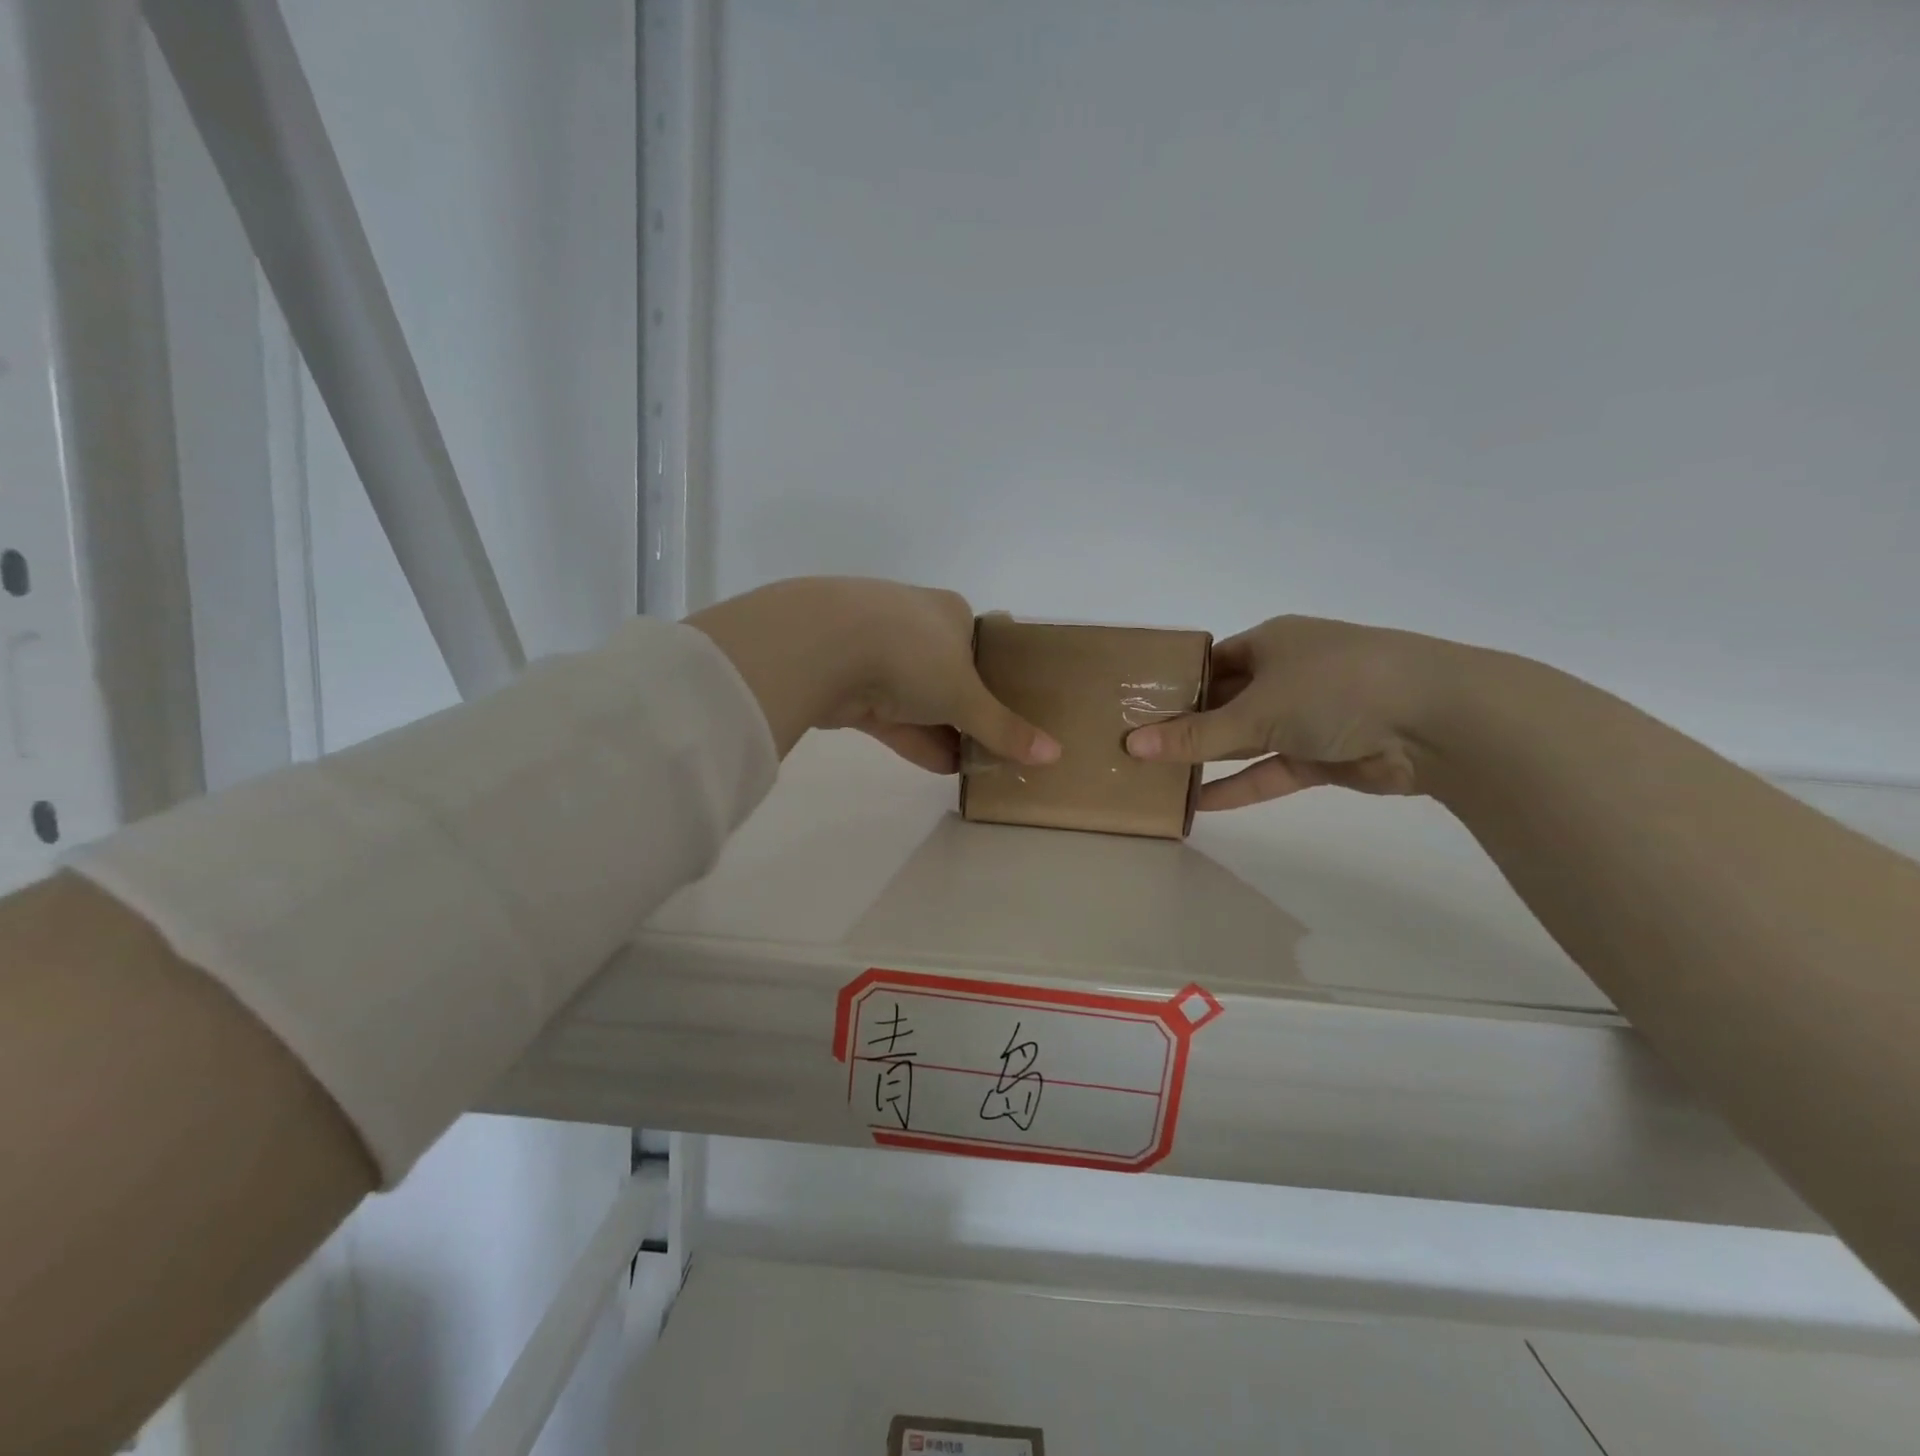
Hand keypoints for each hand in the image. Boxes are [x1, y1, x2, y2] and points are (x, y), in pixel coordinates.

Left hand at [687, 578, 1059, 772]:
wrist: (822, 645)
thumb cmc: (911, 654)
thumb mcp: (966, 695)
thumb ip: (1005, 728)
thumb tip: (1054, 755)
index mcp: (950, 611)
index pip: (981, 648)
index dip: (997, 685)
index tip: (1009, 719)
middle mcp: (914, 623)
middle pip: (949, 675)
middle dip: (967, 714)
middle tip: (993, 750)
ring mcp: (874, 648)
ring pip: (916, 697)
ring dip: (942, 731)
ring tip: (973, 767)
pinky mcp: (846, 678)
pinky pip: (889, 714)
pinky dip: (912, 738)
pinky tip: (940, 767)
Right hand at [1124, 615, 1455, 809]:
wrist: (1438, 721)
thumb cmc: (1335, 687)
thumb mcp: (1256, 709)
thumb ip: (1195, 734)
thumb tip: (1132, 745)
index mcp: (1270, 643)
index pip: (1210, 663)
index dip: (1174, 686)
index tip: (1135, 711)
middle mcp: (1287, 675)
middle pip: (1224, 703)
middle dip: (1186, 727)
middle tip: (1136, 750)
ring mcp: (1308, 716)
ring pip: (1246, 740)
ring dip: (1209, 760)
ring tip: (1158, 779)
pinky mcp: (1324, 755)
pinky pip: (1271, 770)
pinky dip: (1239, 786)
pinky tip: (1199, 804)